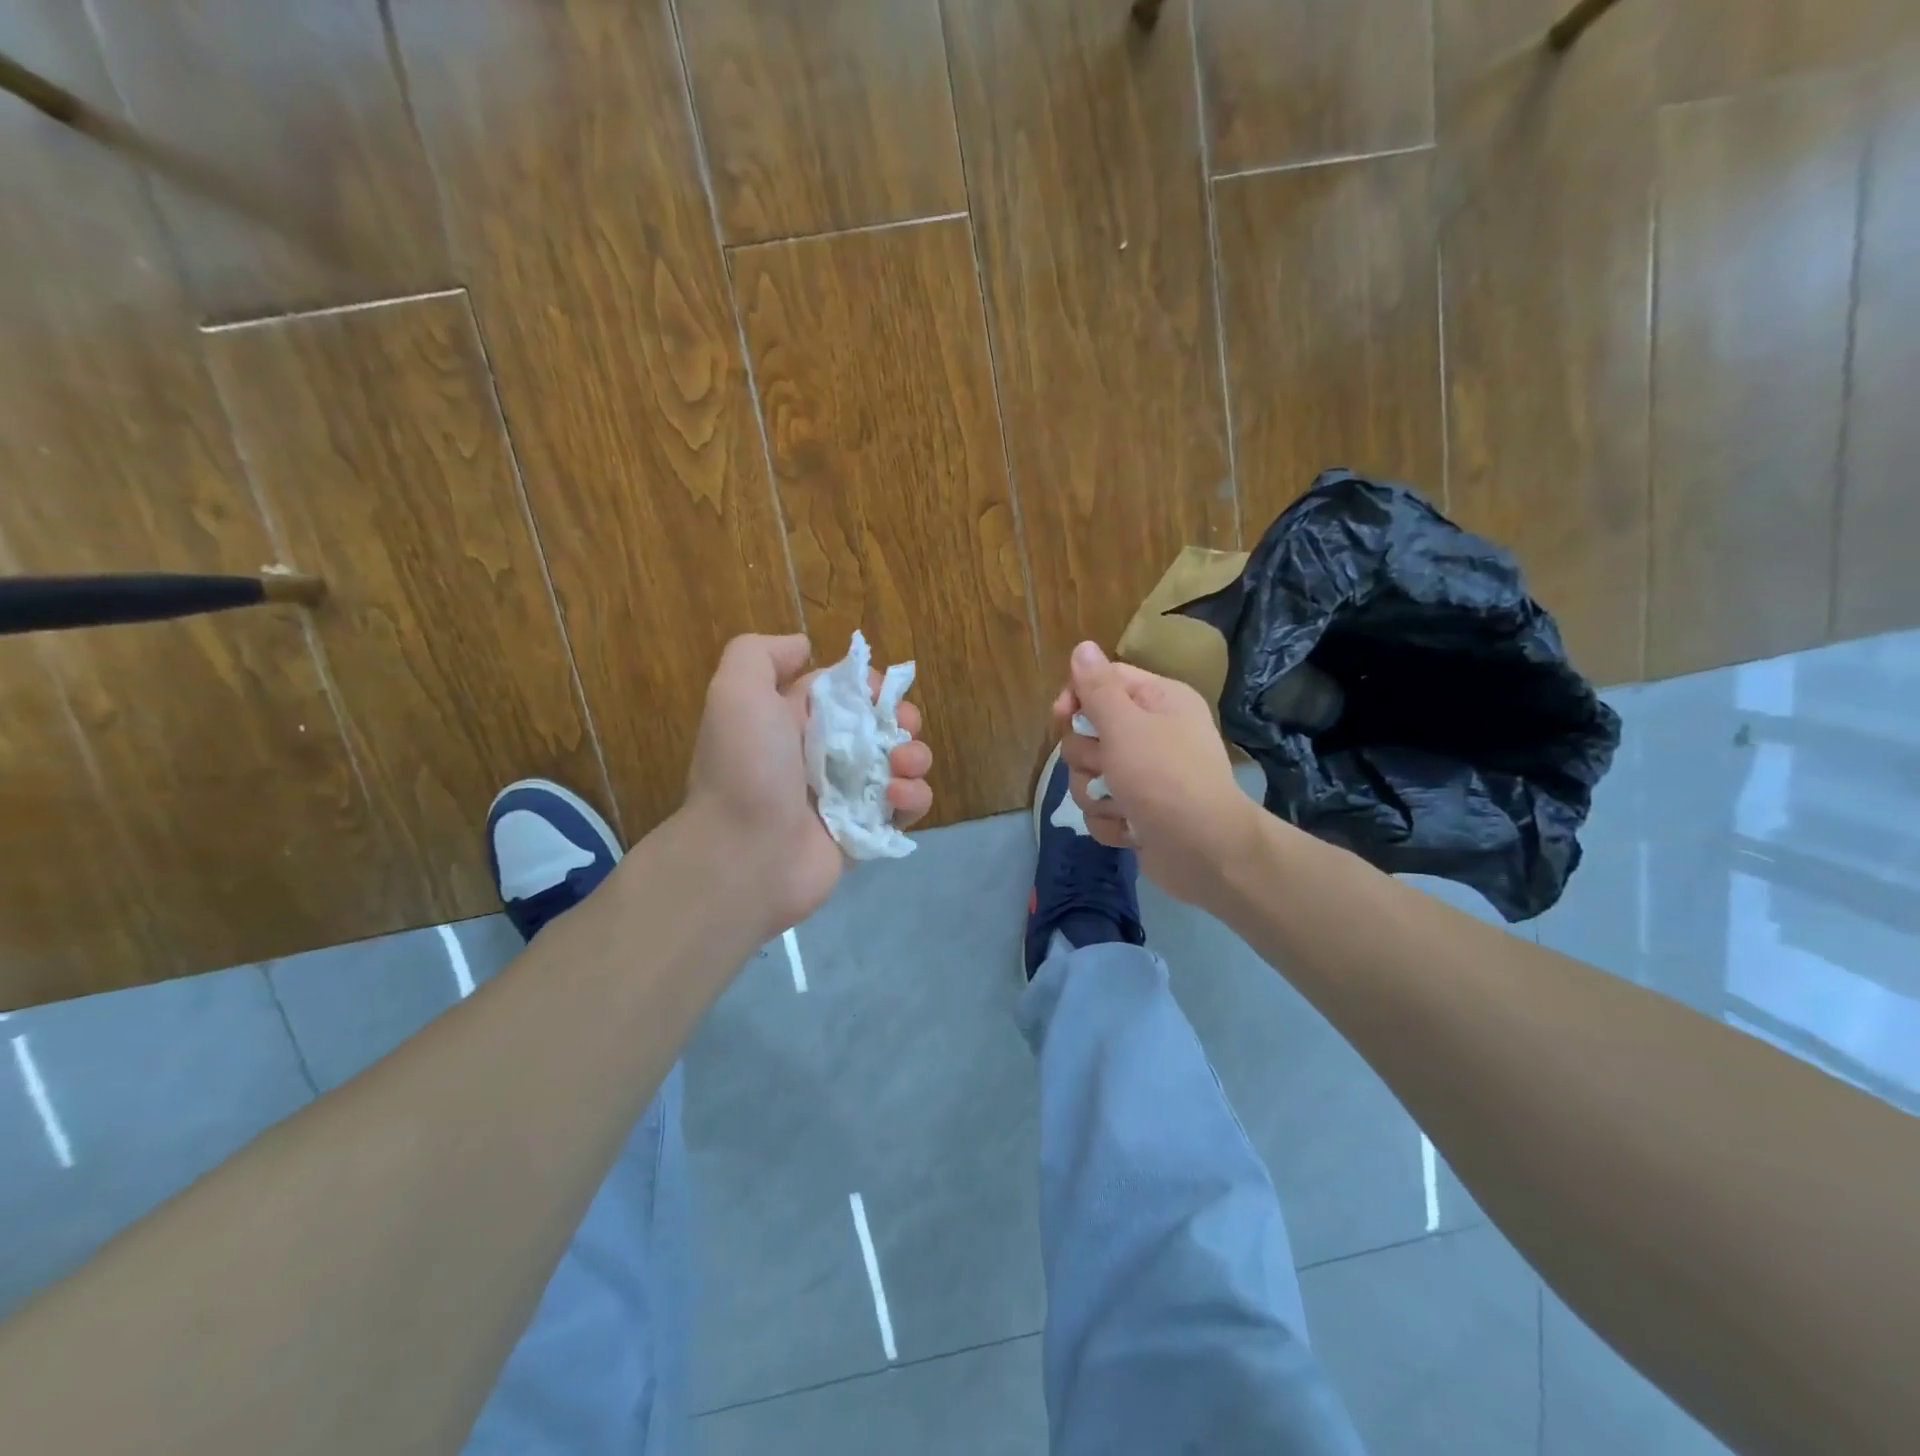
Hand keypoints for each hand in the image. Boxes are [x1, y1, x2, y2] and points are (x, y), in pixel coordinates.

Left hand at [682, 634, 932, 936]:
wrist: (744, 855)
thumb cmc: (746, 769)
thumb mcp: (736, 692)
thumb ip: (761, 654)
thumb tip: (804, 647)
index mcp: (796, 720)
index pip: (847, 690)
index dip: (869, 685)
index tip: (877, 692)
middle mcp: (824, 755)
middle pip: (882, 725)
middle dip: (902, 719)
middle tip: (901, 728)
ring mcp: (849, 796)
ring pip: (902, 764)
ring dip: (914, 756)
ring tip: (899, 766)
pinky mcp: (868, 831)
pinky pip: (906, 808)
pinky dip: (912, 798)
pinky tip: (894, 799)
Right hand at [1055, 641, 1259, 907]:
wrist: (1205, 853)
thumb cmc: (1165, 779)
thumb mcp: (1125, 726)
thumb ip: (1098, 688)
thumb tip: (1083, 647)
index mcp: (1158, 701)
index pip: (1103, 681)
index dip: (1076, 697)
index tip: (1061, 717)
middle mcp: (1152, 733)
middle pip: (1089, 732)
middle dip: (1087, 756)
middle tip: (1107, 768)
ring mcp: (1144, 776)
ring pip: (1089, 775)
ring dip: (1096, 794)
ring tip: (1121, 805)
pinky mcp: (1137, 812)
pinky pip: (1101, 809)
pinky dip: (1111, 821)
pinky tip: (1131, 829)